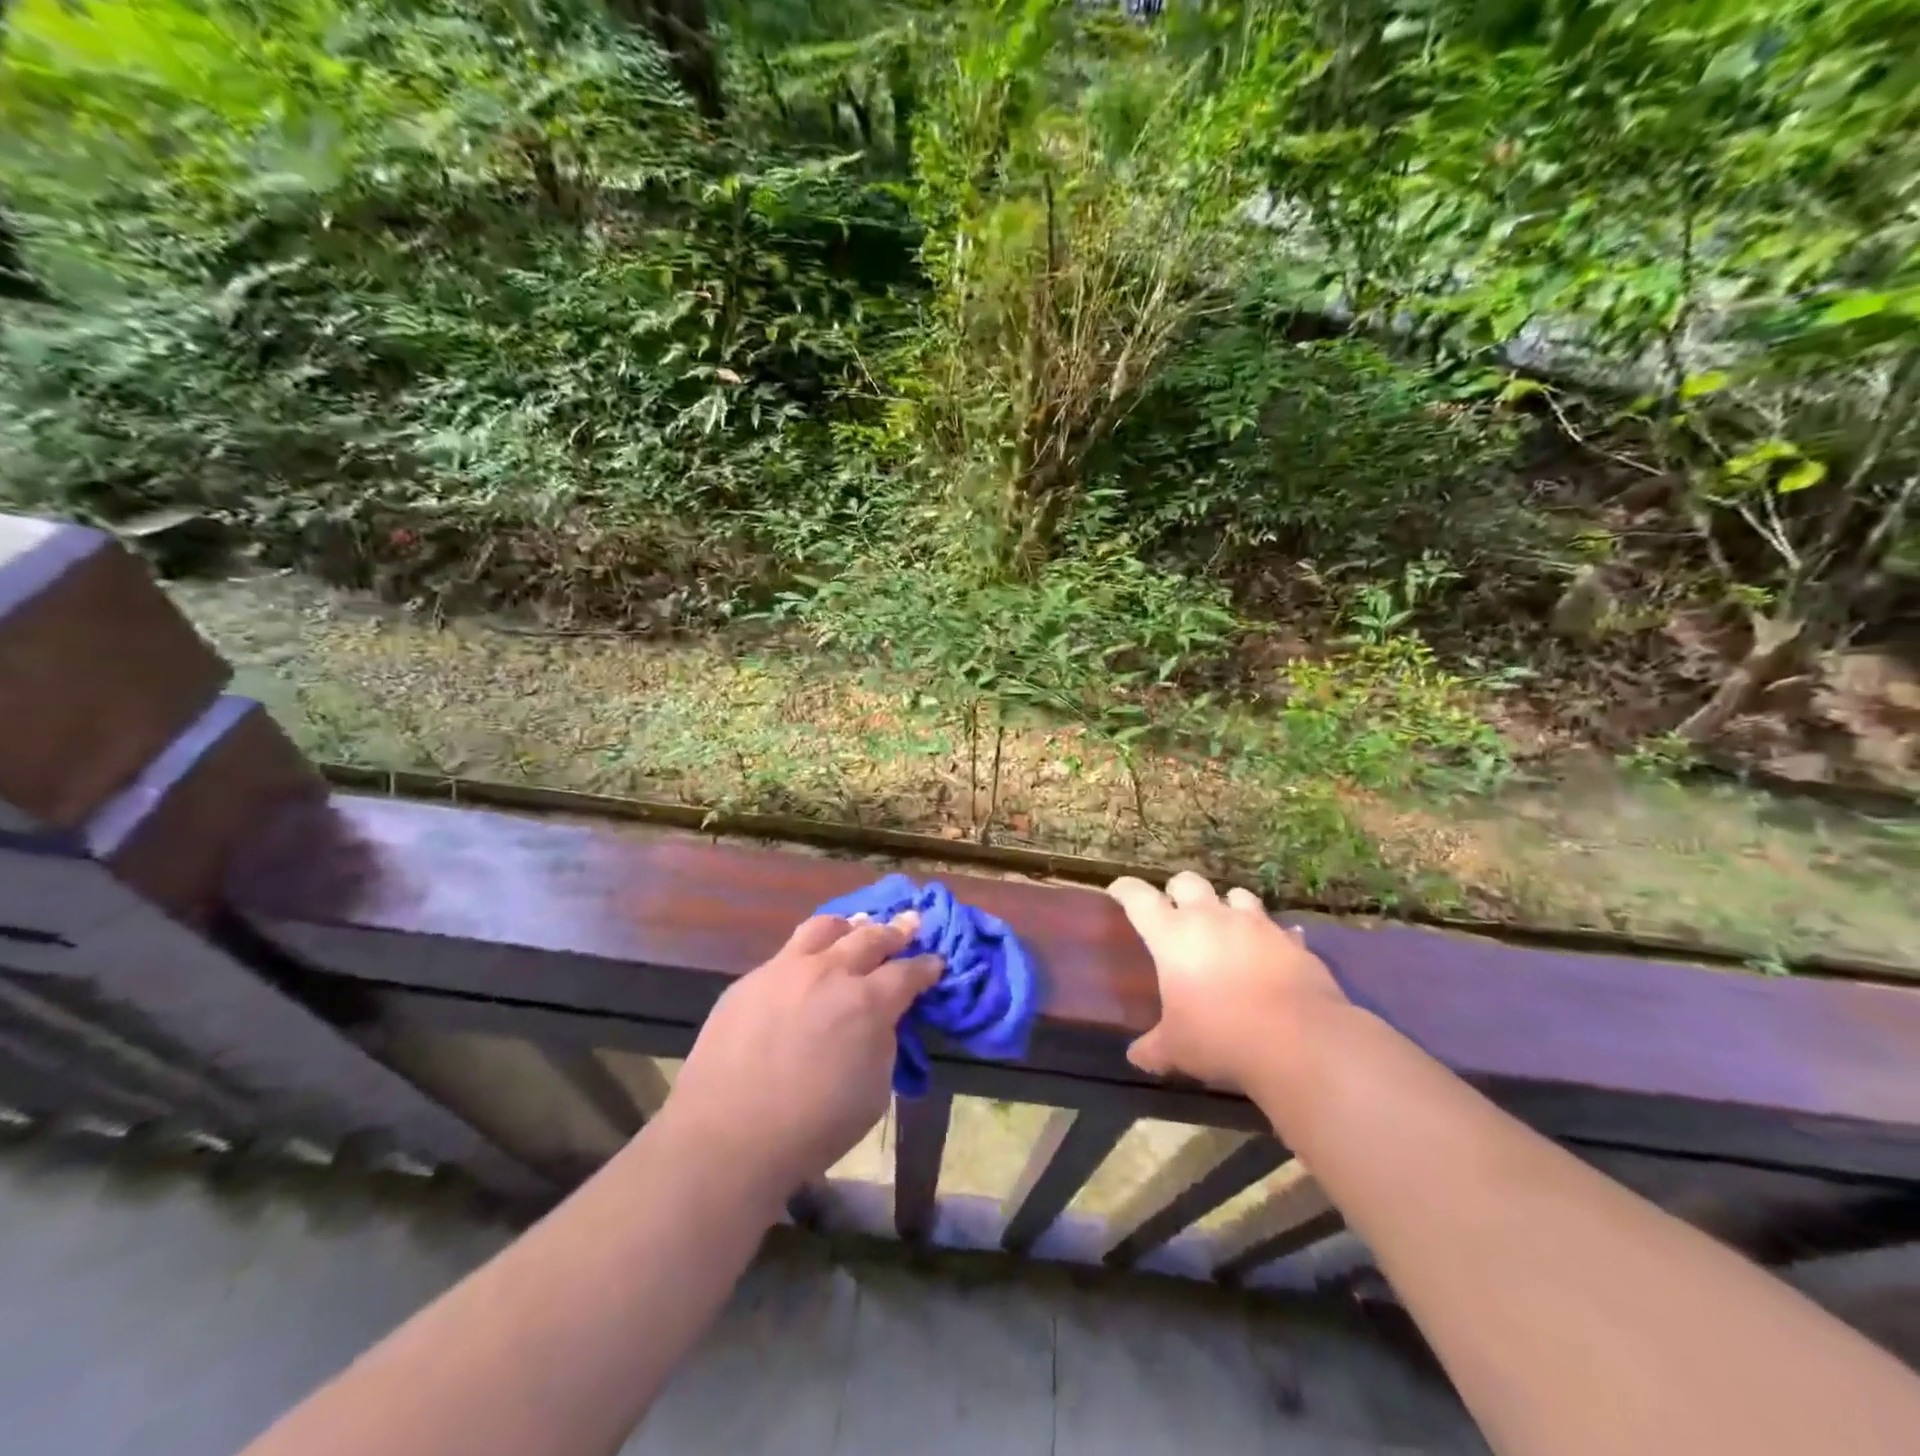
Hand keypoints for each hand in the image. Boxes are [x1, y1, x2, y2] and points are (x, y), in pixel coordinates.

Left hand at [656, 911, 941, 1208]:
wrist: (726, 1138)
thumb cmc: (812, 1128)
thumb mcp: (873, 1092)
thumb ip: (882, 1043)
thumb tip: (879, 1019)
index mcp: (867, 1002)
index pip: (908, 972)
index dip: (926, 966)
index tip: (935, 962)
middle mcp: (830, 973)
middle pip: (871, 937)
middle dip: (896, 930)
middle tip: (909, 922)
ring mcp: (785, 970)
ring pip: (825, 928)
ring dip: (849, 927)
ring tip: (858, 926)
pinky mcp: (751, 979)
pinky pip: (787, 953)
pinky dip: (809, 951)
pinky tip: (808, 965)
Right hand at [1108, 871, 1348, 1092]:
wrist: (1299, 1040)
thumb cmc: (1220, 1036)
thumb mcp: (1177, 1048)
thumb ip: (1154, 1047)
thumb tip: (1136, 1056)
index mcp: (1172, 935)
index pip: (1138, 897)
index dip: (1125, 890)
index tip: (1118, 892)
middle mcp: (1211, 918)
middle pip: (1188, 882)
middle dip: (1179, 891)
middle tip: (1176, 911)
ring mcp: (1256, 925)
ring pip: (1236, 895)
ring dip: (1227, 906)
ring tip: (1226, 927)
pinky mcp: (1292, 942)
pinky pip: (1279, 929)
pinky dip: (1271, 938)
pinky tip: (1271, 954)